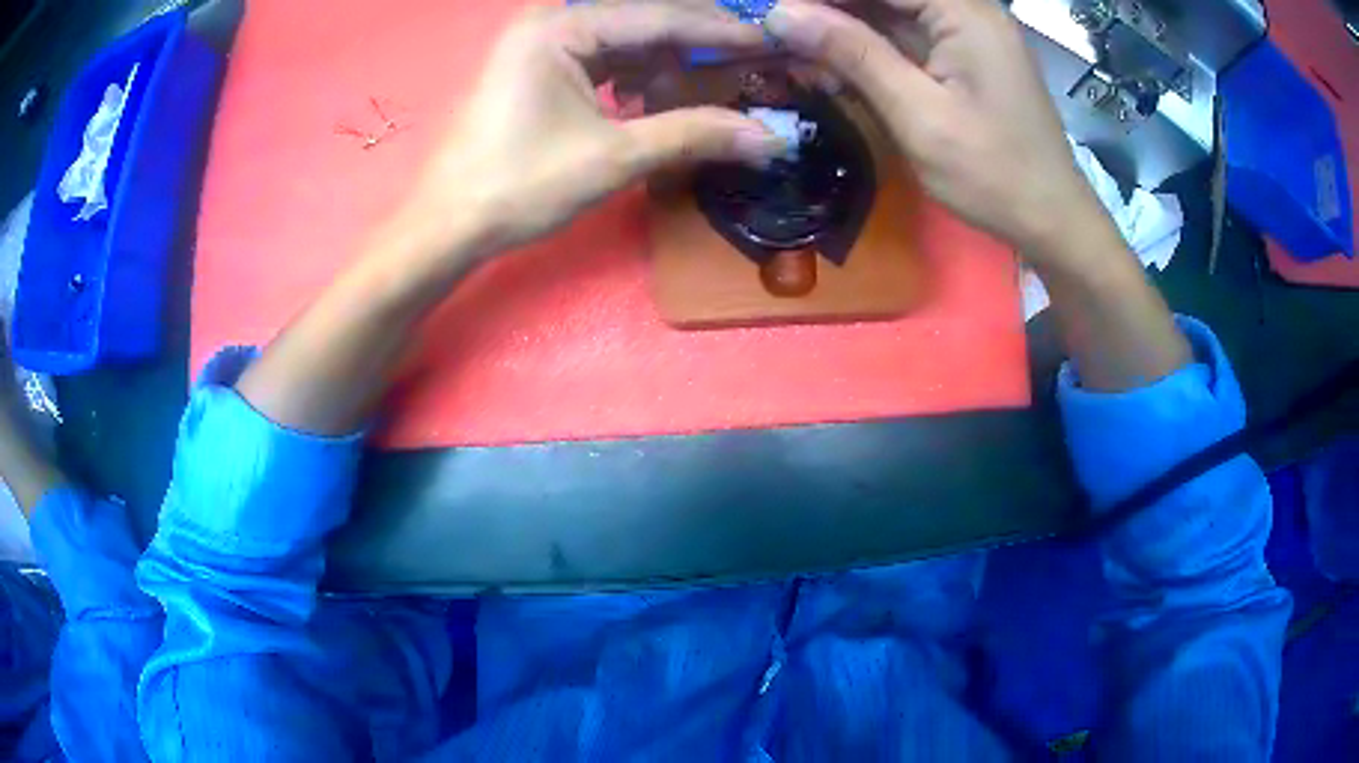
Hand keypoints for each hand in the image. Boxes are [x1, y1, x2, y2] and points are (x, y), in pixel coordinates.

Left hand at [400, 2, 789, 256]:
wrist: (449, 226)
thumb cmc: (519, 186)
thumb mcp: (613, 157)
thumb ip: (693, 135)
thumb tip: (768, 137)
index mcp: (560, 27)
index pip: (659, 16)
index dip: (719, 30)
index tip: (770, 42)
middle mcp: (551, 22)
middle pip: (642, 19)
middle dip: (697, 40)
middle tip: (751, 59)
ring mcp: (541, 44)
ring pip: (625, 39)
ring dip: (670, 59)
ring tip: (717, 79)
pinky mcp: (539, 69)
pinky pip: (603, 59)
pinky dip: (638, 75)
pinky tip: (662, 94)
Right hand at [764, 0, 1113, 270]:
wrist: (1051, 221)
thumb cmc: (993, 174)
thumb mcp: (917, 115)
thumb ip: (853, 55)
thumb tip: (781, 13)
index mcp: (964, 11)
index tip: (775, 11)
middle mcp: (968, 9)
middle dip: (830, 11)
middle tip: (778, 31)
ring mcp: (968, 33)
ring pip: (891, 12)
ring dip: (843, 29)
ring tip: (795, 49)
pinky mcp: (964, 57)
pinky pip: (906, 37)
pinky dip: (868, 49)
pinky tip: (833, 65)